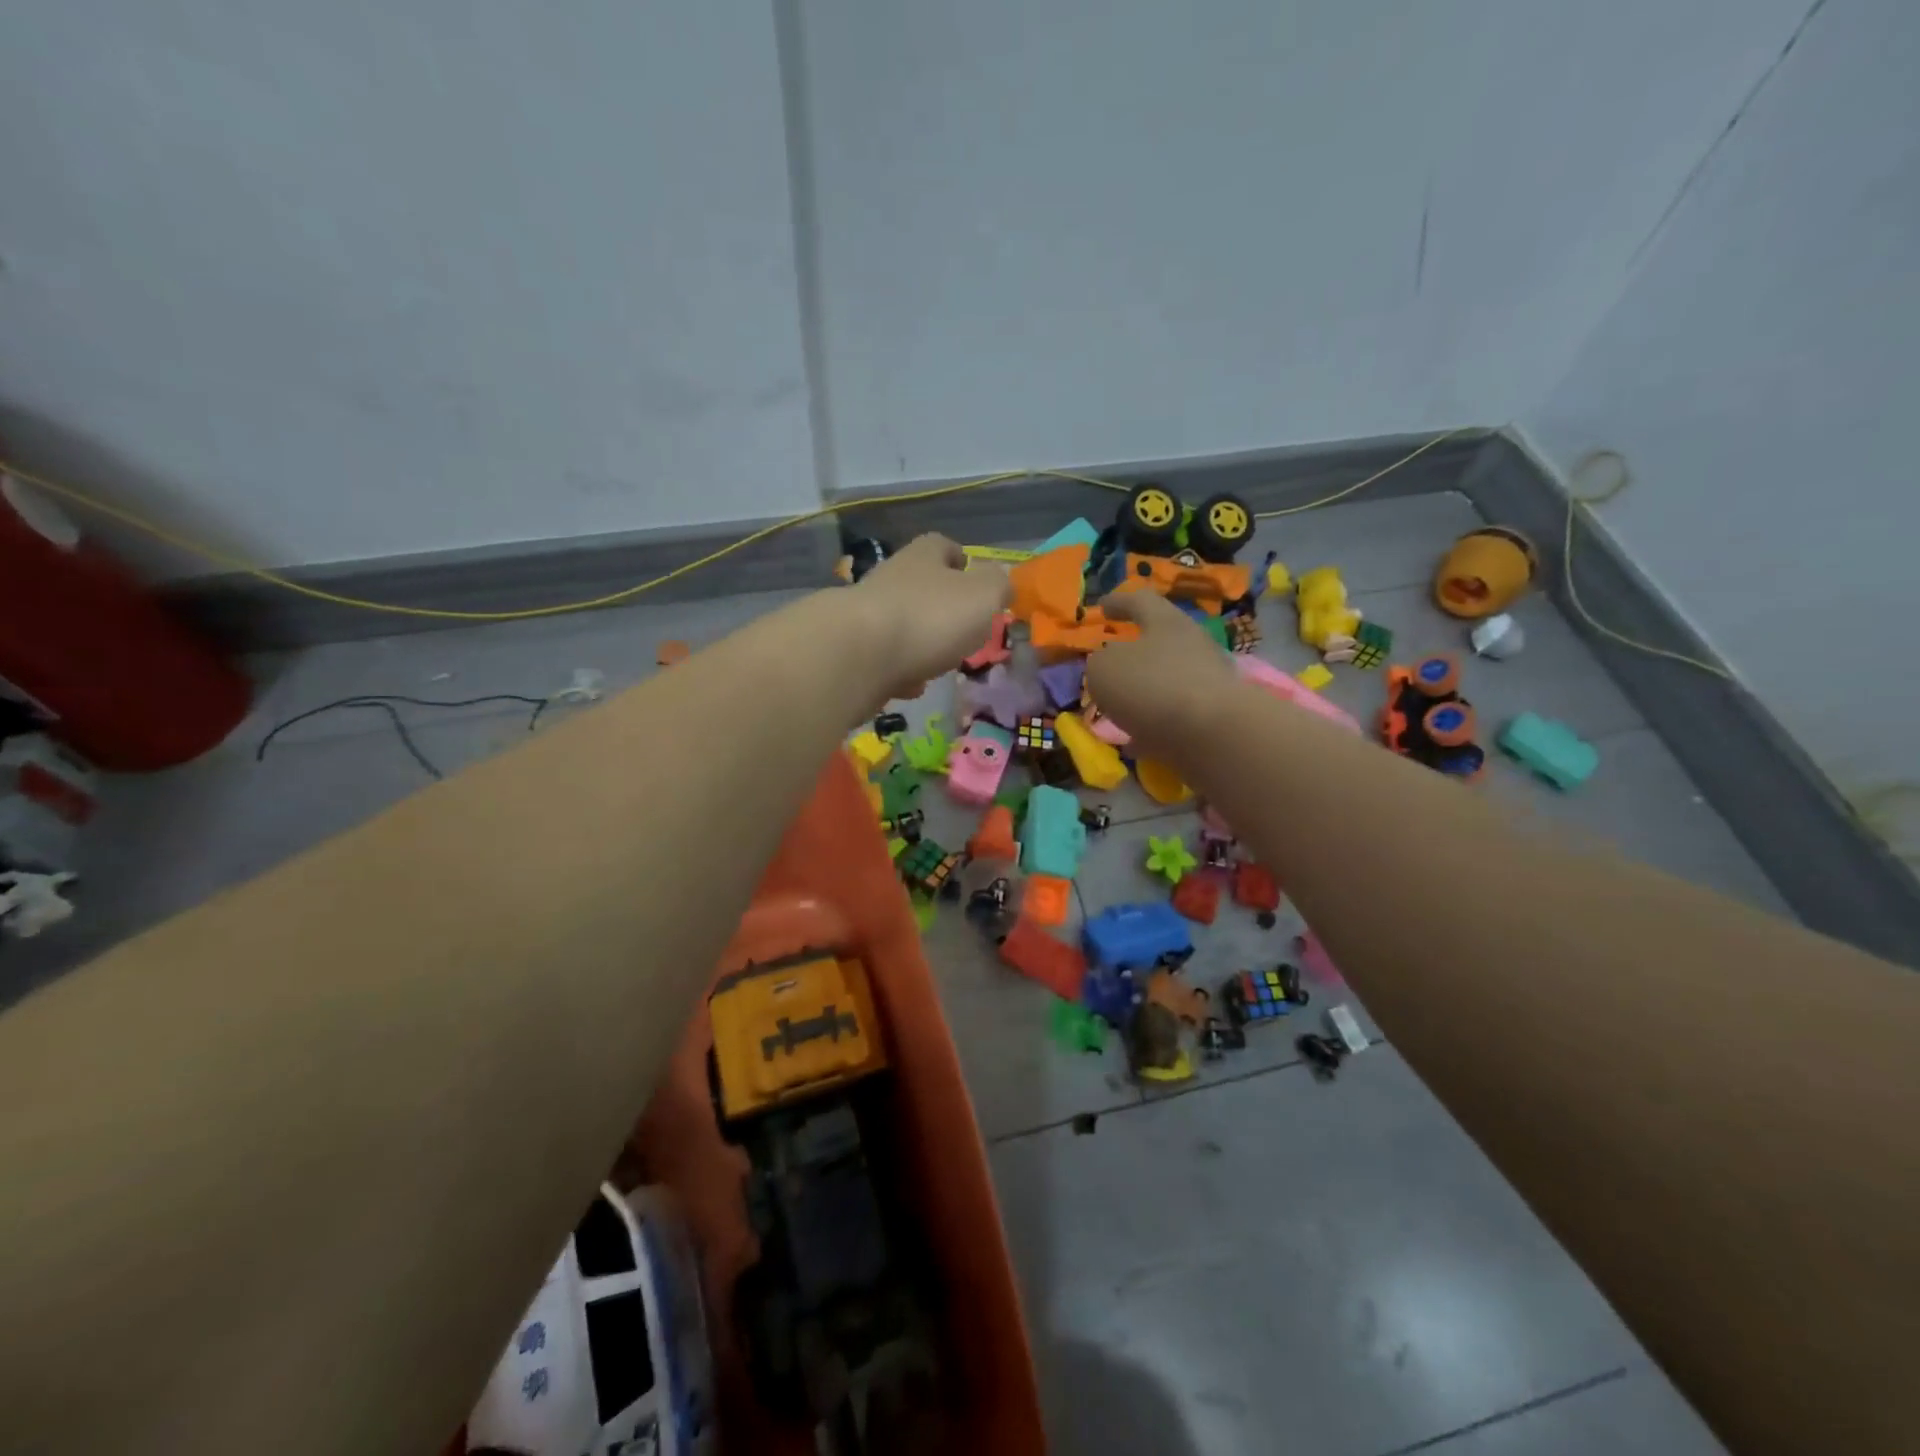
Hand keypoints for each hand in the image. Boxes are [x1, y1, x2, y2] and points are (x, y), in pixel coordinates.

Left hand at [850, 534, 1010, 701]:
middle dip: (940, 606)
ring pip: (901, 625)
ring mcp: (866, 616)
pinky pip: (883, 660)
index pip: (941, 546)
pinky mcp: (852, 652)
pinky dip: (898, 672)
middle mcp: (891, 579)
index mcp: (923, 558)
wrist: (858, 656)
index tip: (972, 574)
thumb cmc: (930, 618)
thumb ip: (997, 586)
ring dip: (919, 642)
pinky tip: (909, 687)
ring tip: (939, 663)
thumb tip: (1000, 581)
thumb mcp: (983, 597)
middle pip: (919, 586)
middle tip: (963, 629)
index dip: (959, 558)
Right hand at [1084, 591, 1238, 758]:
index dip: (1118, 603)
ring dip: (1141, 694)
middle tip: (1108, 664)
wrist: (1214, 735)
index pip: (1140, 601)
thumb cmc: (1152, 686)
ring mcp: (1206, 683)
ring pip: (1165, 682)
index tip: (1101, 607)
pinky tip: (1133, 741)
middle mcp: (1191, 646)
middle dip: (1132, 654)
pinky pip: (1174, 718)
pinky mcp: (1213, 719)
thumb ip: (1099, 663)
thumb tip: (1107, 665)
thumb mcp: (1104, 669)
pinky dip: (1152, 727)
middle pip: (1159, 642)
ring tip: (1115, 710)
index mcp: (1166, 622)